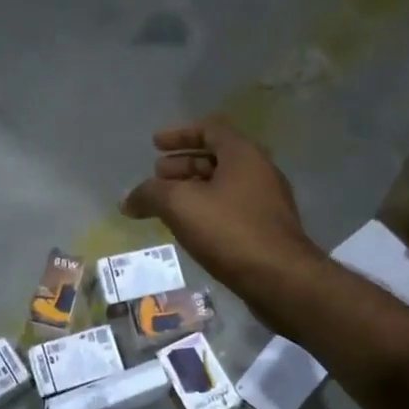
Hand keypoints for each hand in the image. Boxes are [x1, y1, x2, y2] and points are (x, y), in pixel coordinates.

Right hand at [122, 122, 321, 297]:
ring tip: (167, 205)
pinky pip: (231, 209)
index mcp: (243, 154)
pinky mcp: (267, 230)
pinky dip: (207, 210)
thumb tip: (127, 200)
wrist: (281, 279)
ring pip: (224, 186)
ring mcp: (267, 202)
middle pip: (216, 157)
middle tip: (157, 176)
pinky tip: (191, 229)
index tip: (155, 144)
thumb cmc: (230, 231)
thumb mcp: (180, 205)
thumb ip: (150, 195)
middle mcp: (260, 171)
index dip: (179, 134)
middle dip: (183, 164)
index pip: (209, 129)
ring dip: (194, 189)